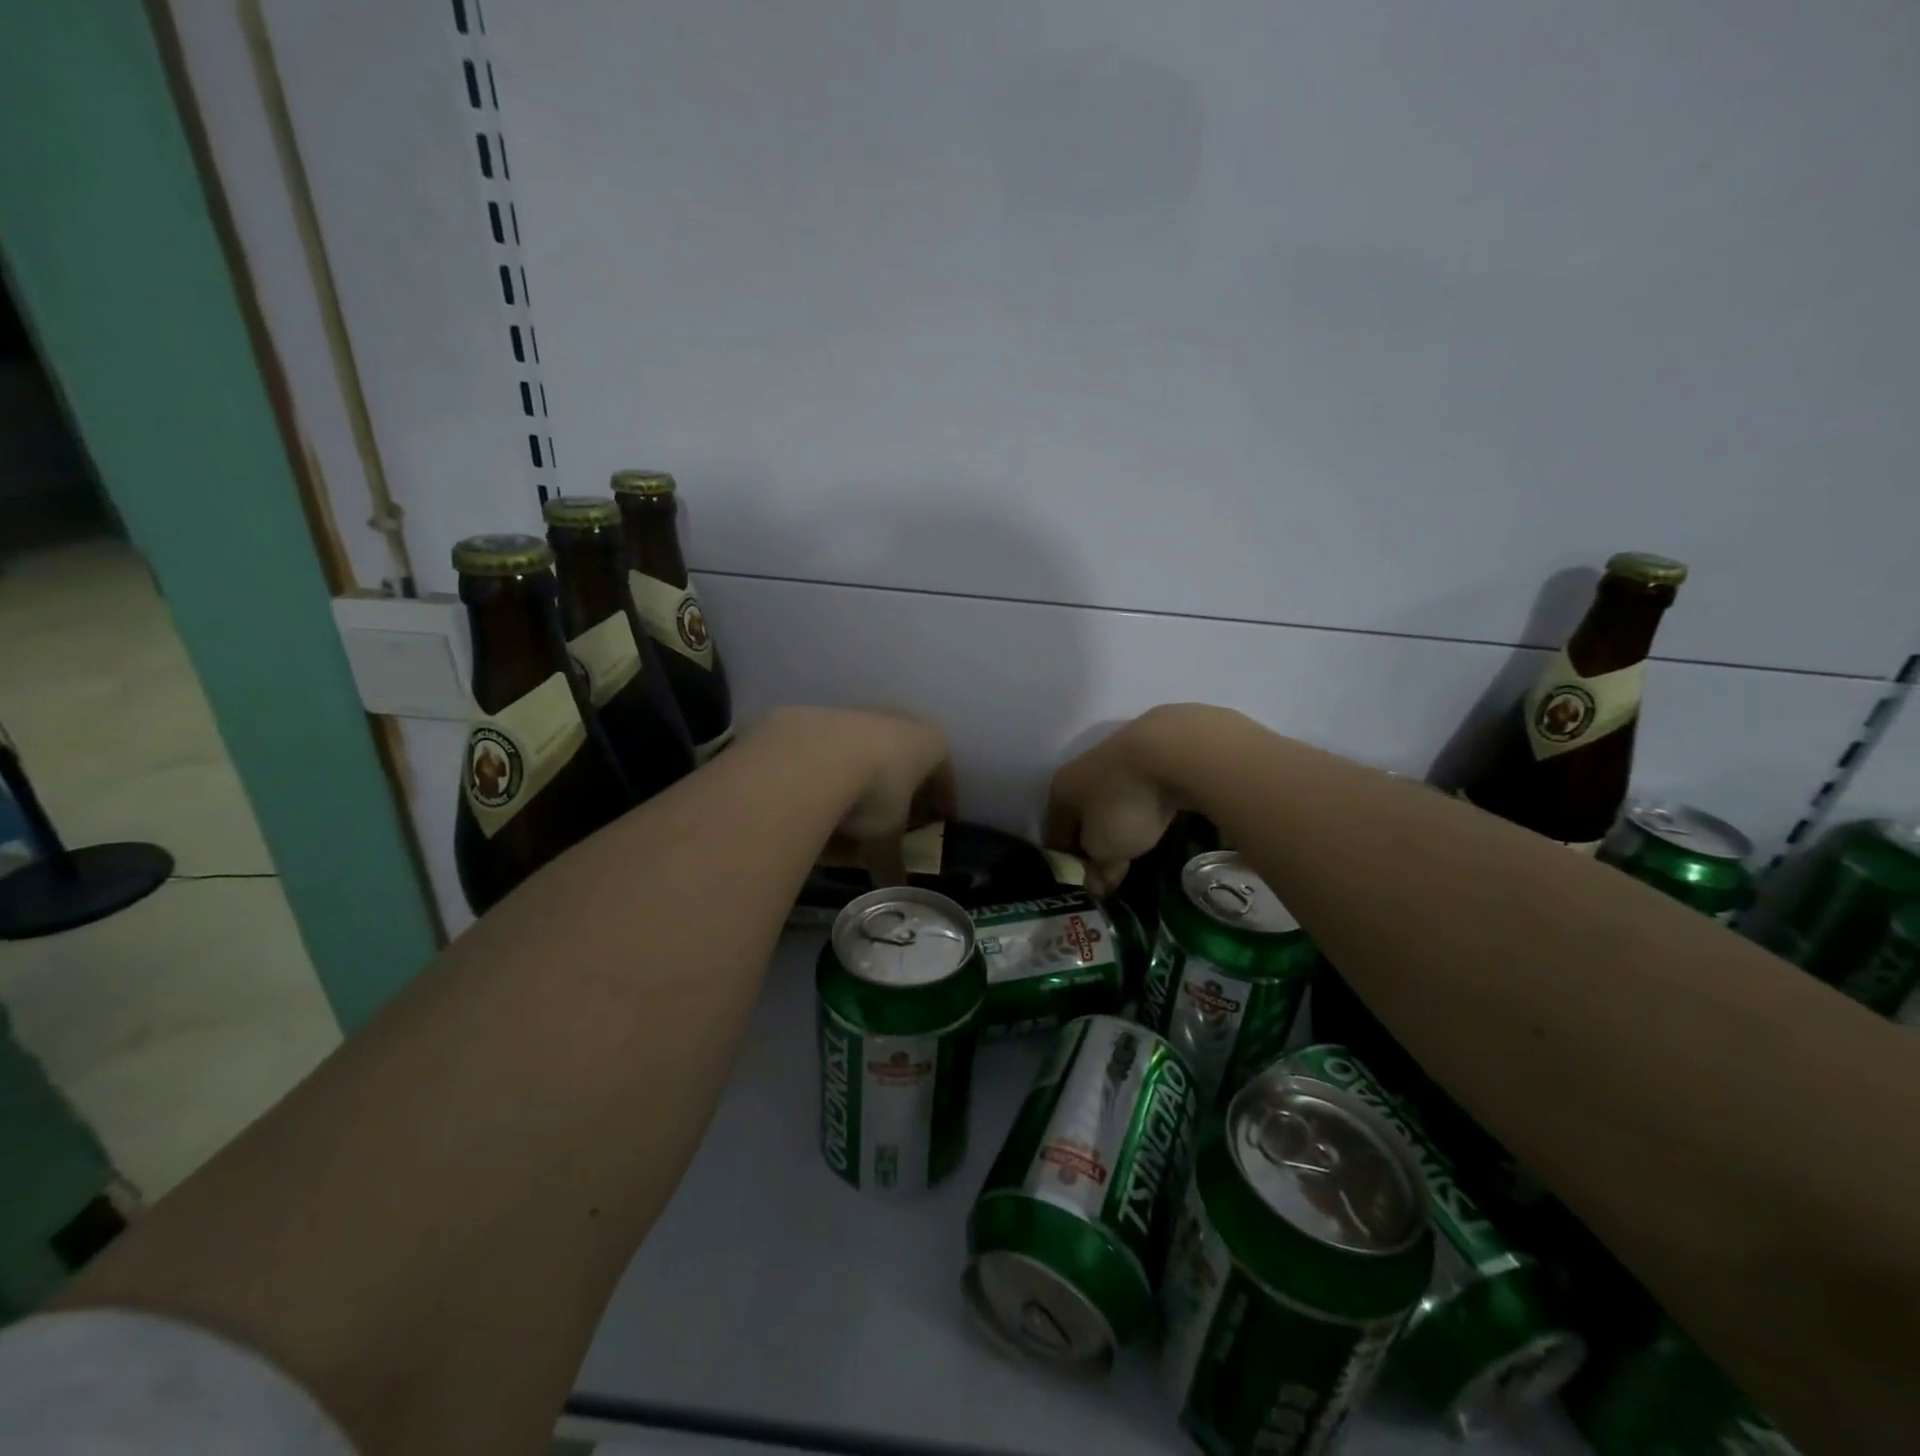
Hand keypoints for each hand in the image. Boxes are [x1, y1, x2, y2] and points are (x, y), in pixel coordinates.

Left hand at [765, 708, 956, 886]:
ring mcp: (857, 715)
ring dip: (861, 782)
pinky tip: (814, 800)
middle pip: (905, 760)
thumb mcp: (886, 836)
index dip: (943, 803)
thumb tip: (896, 888)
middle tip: (895, 819)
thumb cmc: (872, 793)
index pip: (944, 776)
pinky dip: (827, 776)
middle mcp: (898, 721)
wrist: (809, 757)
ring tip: (848, 818)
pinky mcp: (818, 717)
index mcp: (930, 744)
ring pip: (865, 754)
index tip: (940, 824)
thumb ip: (892, 860)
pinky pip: (830, 753)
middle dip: (900, 791)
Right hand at [1045, 706, 1215, 893]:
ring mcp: (1118, 752)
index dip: (1066, 862)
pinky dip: (1146, 800)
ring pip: (1112, 794)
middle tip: (1113, 867)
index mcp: (1061, 789)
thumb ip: (1098, 866)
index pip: (1053, 832)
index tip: (1084, 883)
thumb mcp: (1105, 847)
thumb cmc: (1125, 803)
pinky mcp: (1153, 747)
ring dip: (1120, 817)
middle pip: (1082, 811)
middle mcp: (1082, 767)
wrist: (1174, 748)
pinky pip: (1142, 784)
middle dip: (1094, 838)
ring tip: (1140, 840)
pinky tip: (1161, 812)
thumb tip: (1098, 881)